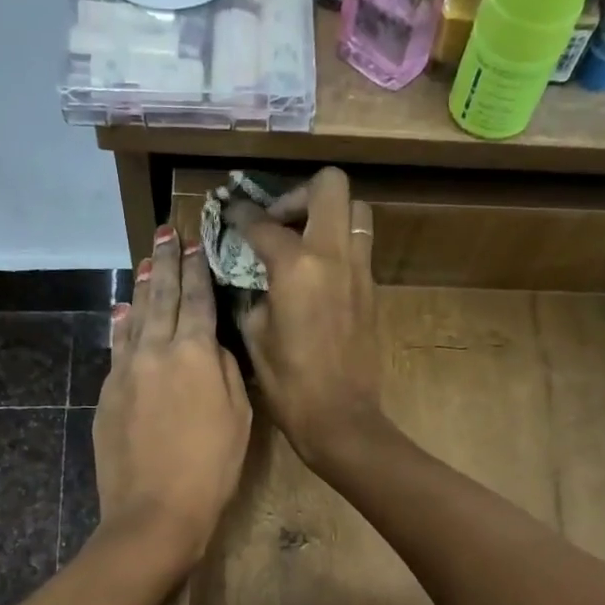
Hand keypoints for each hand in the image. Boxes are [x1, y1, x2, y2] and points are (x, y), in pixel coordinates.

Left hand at [93, 223, 250, 569]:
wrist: (154, 511)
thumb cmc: (211, 469)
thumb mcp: (238, 418)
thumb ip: (225, 372)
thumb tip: (210, 345)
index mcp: (194, 353)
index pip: (197, 299)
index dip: (197, 268)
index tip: (195, 242)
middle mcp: (155, 350)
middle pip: (161, 297)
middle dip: (165, 261)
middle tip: (165, 231)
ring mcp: (125, 370)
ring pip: (134, 317)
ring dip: (141, 286)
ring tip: (145, 261)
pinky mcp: (107, 393)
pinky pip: (117, 347)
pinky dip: (121, 324)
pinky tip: (121, 311)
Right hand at [225, 168, 380, 467]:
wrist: (340, 418)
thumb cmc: (289, 385)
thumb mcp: (255, 337)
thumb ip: (254, 296)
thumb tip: (259, 282)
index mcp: (296, 267)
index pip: (264, 224)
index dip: (242, 215)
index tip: (231, 213)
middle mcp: (333, 256)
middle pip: (330, 186)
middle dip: (300, 193)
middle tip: (280, 220)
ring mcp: (360, 271)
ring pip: (355, 211)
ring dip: (329, 214)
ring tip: (305, 240)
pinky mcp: (373, 290)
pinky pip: (359, 247)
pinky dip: (339, 246)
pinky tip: (318, 274)